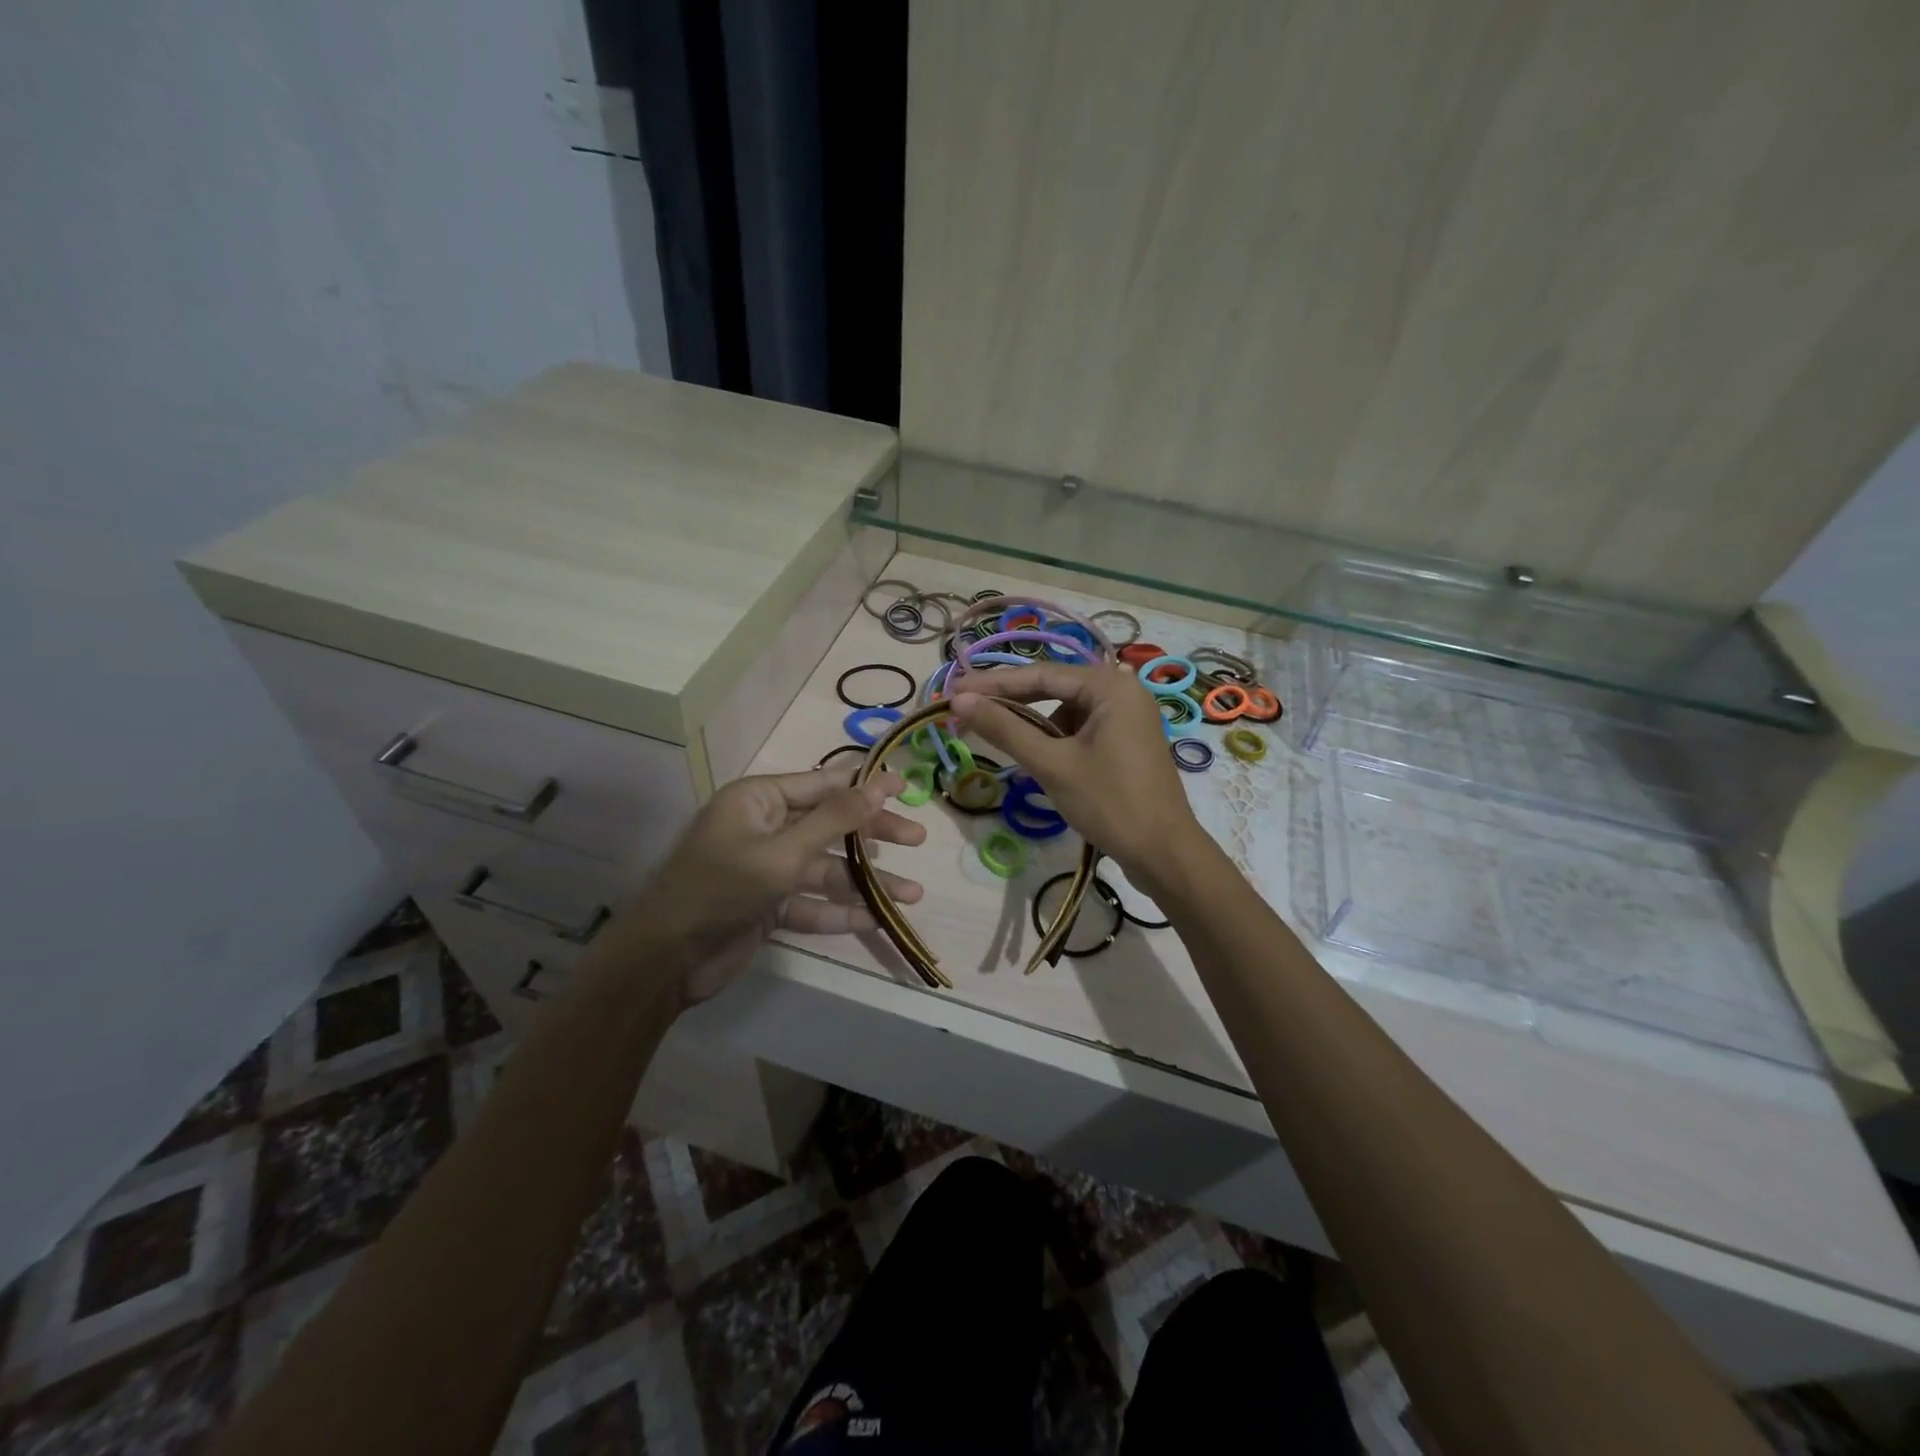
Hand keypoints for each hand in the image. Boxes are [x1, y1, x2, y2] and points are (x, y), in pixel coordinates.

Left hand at [626, 765, 925, 1005]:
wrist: (666, 959)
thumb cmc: (722, 888)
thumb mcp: (784, 851)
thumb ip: (835, 820)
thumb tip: (879, 785)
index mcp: (759, 800)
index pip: (823, 784)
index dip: (866, 785)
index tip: (906, 786)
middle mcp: (765, 828)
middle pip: (830, 826)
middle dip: (873, 836)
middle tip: (917, 839)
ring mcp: (766, 868)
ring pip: (826, 869)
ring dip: (865, 882)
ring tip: (912, 895)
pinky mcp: (768, 905)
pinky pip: (811, 903)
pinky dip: (840, 912)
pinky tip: (875, 921)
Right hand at [950, 663, 1204, 891]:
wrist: (1164, 854)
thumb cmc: (1110, 803)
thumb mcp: (1052, 764)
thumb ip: (1005, 728)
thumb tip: (959, 700)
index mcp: (1110, 685)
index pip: (1040, 674)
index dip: (992, 683)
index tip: (952, 690)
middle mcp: (1122, 690)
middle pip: (1053, 688)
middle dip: (1009, 702)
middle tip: (964, 710)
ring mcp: (1127, 715)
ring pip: (1065, 711)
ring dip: (1032, 725)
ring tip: (1000, 741)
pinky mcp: (1126, 740)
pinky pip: (1080, 729)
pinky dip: (1055, 741)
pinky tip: (1037, 760)